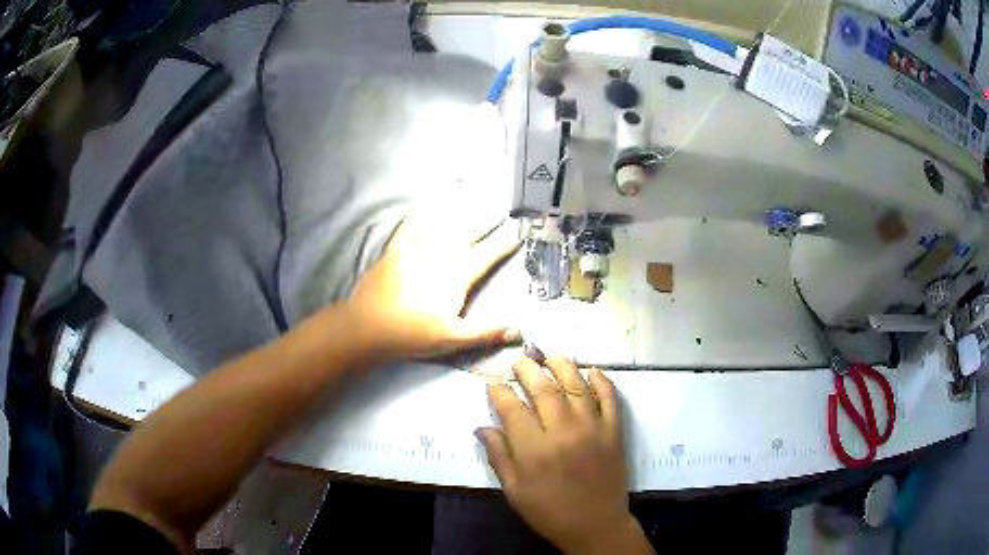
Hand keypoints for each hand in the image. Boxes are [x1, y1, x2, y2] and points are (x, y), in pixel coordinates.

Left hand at [347, 209, 520, 365]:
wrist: (368, 327)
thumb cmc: (412, 334)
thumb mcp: (452, 339)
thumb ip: (485, 333)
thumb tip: (517, 331)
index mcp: (455, 277)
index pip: (485, 256)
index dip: (502, 245)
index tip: (516, 234)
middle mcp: (438, 257)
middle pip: (465, 234)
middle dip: (483, 221)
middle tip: (496, 210)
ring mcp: (415, 251)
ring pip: (440, 226)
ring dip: (456, 212)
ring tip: (468, 200)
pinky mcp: (395, 251)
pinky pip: (410, 227)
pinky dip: (419, 215)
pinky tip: (423, 207)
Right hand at [476, 357, 651, 554]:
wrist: (595, 524)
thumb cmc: (549, 511)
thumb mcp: (515, 490)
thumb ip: (499, 456)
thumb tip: (482, 427)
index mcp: (534, 448)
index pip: (512, 407)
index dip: (499, 392)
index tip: (493, 384)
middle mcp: (563, 431)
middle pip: (543, 388)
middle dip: (528, 370)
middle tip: (520, 360)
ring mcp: (592, 428)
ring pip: (576, 386)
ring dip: (563, 366)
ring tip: (551, 356)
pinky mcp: (613, 431)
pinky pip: (610, 399)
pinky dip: (602, 381)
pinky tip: (593, 371)